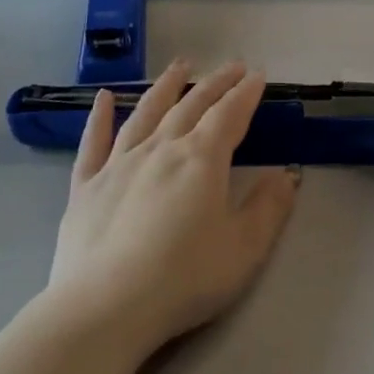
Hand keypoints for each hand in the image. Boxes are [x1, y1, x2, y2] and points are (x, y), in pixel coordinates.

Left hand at [50, 60, 298, 348]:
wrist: (105, 308)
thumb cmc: (184, 279)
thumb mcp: (244, 249)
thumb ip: (269, 208)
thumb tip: (288, 174)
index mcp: (200, 160)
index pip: (229, 115)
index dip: (245, 94)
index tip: (257, 76)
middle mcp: (160, 149)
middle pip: (191, 106)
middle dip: (215, 84)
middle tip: (231, 66)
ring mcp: (118, 164)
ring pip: (146, 113)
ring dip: (166, 86)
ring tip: (180, 66)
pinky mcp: (86, 186)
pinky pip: (94, 142)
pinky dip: (100, 117)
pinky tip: (105, 97)